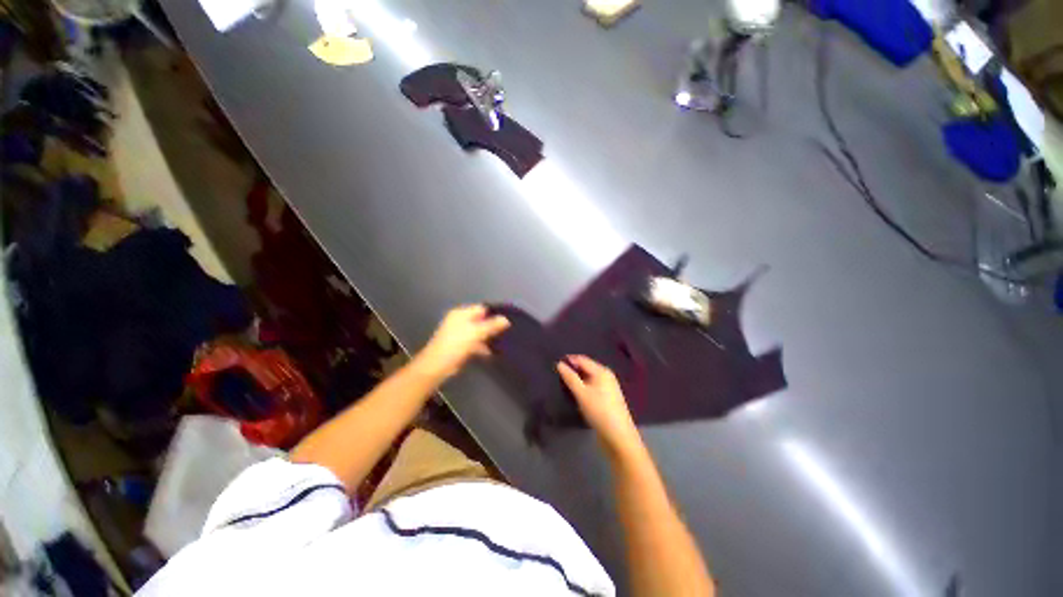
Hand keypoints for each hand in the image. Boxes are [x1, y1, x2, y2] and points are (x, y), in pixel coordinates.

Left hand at [416, 305, 510, 379]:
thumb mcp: (476, 333)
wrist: (437, 366)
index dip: (494, 314)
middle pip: (480, 320)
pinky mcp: (459, 346)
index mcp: (461, 313)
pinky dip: (482, 346)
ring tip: (502, 343)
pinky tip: (491, 352)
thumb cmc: (456, 344)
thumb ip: (491, 325)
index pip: (481, 308)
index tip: (507, 321)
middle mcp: (459, 321)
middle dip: (492, 326)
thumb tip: (506, 319)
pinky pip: (474, 343)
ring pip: (478, 332)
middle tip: (507, 332)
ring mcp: (459, 334)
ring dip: (488, 337)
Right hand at [557, 355, 642, 456]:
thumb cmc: (599, 411)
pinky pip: (592, 386)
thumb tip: (559, 364)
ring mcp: (608, 387)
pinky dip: (583, 387)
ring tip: (563, 384)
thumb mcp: (581, 393)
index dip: (569, 360)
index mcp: (602, 371)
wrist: (618, 436)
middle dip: (572, 370)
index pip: (582, 359)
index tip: (554, 365)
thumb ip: (570, 377)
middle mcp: (606, 375)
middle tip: (557, 375)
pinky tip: (575, 393)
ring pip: (588, 378)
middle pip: (586, 367)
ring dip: (577, 380)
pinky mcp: (607, 397)